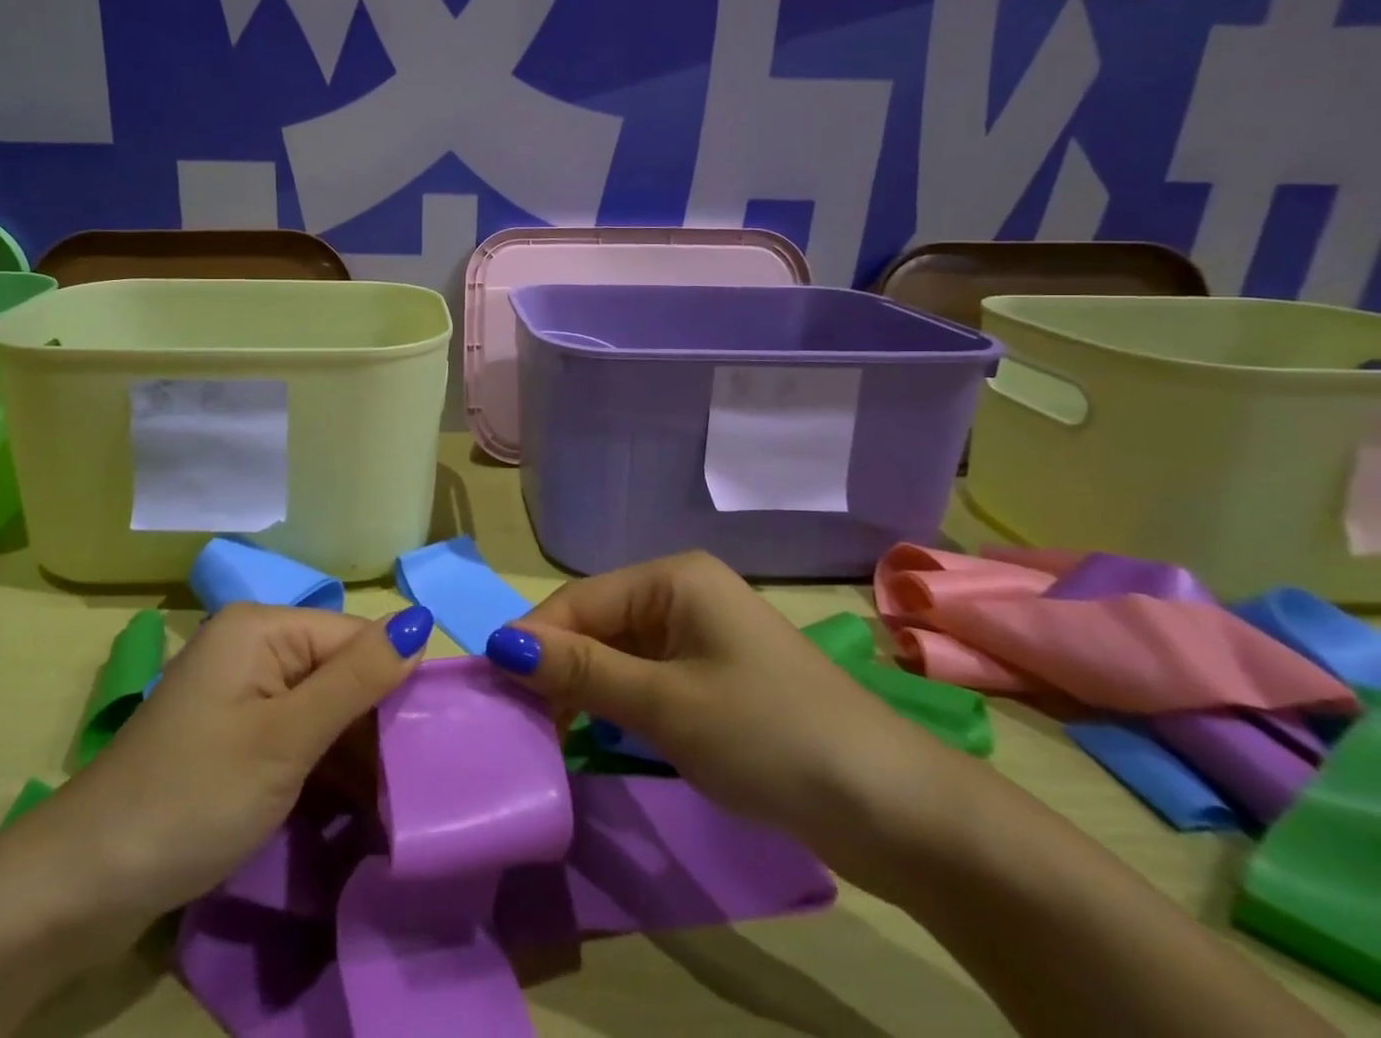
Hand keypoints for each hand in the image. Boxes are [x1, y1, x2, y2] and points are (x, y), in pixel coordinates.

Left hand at [39, 602, 432, 924]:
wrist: (85, 882)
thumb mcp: (285, 739)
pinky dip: (322, 764)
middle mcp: (253, 646)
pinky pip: (295, 732)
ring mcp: (240, 691)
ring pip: (321, 706)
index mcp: (262, 627)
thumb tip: (422, 619)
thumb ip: (357, 679)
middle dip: (374, 723)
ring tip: (393, 802)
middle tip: (413, 785)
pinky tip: (354, 804)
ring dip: (353, 751)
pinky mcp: (234, 732)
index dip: (394, 684)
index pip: (354, 638)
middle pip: (338, 669)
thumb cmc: (194, 797)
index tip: (430, 747)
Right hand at [484, 551, 945, 843]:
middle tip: (520, 724)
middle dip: (558, 669)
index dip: (534, 641)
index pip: (581, 601)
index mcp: (673, 577)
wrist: (894, 807)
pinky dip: (618, 706)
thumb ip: (582, 672)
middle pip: (597, 624)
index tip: (492, 689)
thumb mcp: (665, 705)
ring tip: (548, 736)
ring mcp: (701, 637)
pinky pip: (647, 679)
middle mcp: (683, 594)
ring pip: (619, 655)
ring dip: (584, 691)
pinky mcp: (714, 678)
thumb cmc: (770, 734)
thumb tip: (499, 643)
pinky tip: (596, 736)